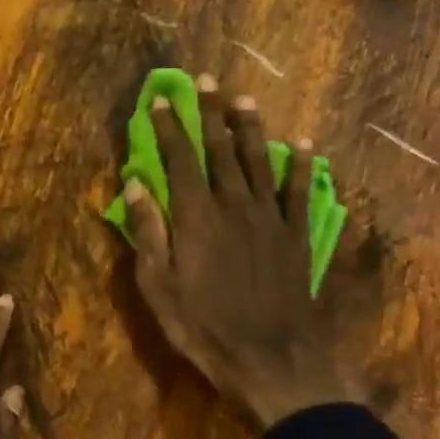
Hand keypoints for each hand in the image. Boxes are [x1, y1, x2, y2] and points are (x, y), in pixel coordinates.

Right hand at [124, 77, 352, 427]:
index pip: (179, 159)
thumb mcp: (160, 288)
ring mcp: (271, 217)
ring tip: (243, 99)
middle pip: (221, 149)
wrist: (270, 358)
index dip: (168, 126)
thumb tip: (136, 184)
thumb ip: (149, 232)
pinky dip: (302, 165)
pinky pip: (300, 190)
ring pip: (260, 160)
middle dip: (209, 112)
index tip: (159, 98)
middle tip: (205, 80)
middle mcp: (235, 204)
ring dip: (250, 127)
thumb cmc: (204, 328)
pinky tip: (304, 143)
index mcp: (197, 216)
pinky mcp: (297, 235)